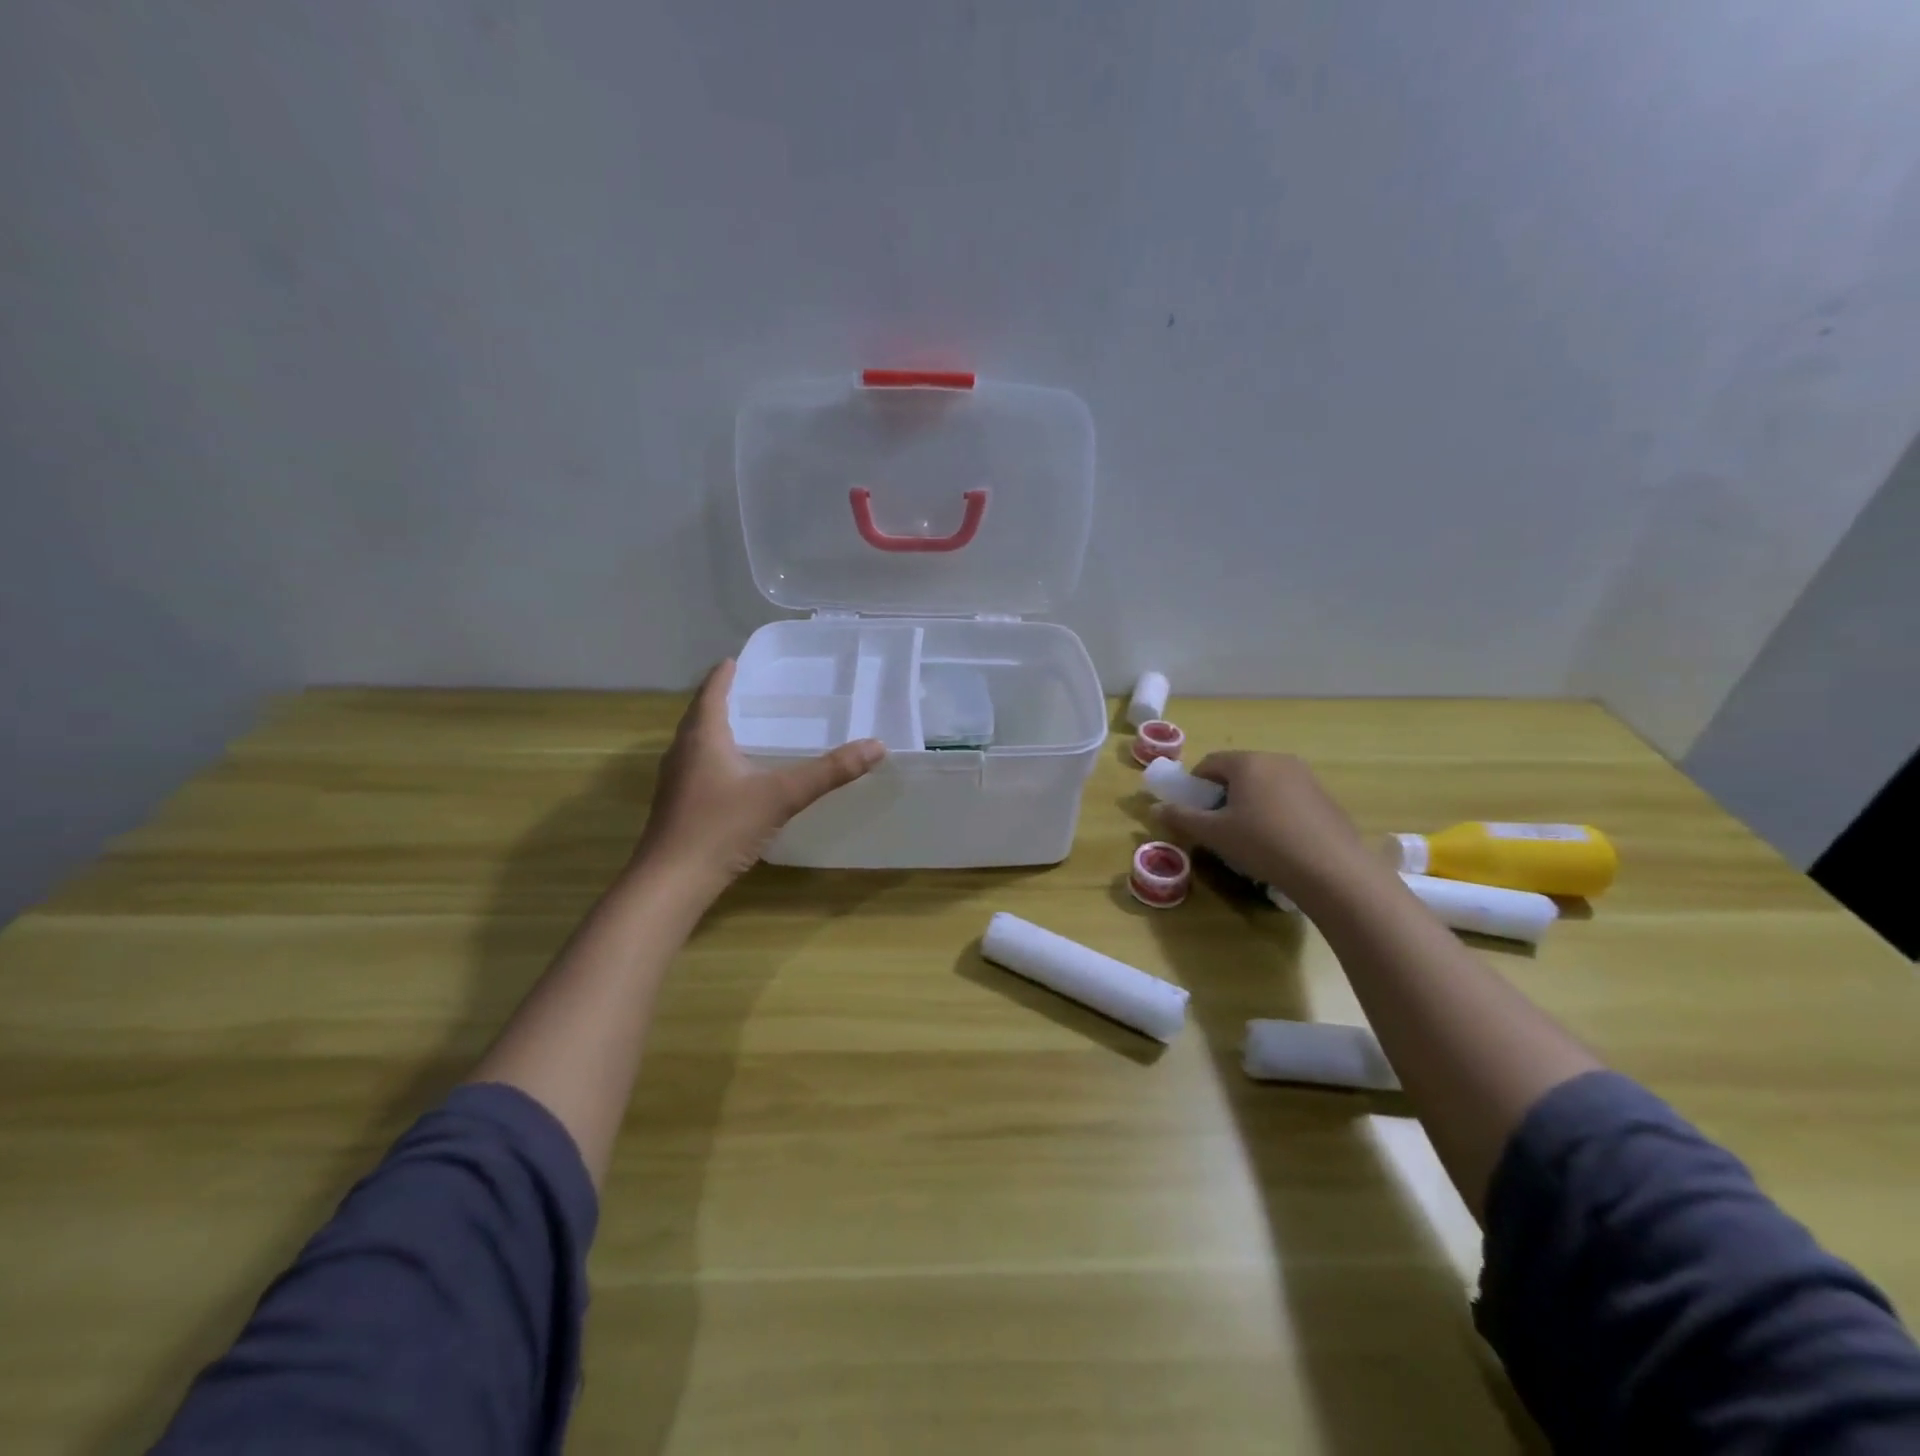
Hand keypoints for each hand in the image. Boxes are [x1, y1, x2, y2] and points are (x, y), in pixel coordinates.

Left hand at [633, 659, 884, 894]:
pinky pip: (697, 767)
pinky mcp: (676, 806)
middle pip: (700, 715)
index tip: (737, 660)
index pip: (712, 692)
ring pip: (696, 743)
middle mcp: (683, 752)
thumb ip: (829, 772)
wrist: (672, 882)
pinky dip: (715, 758)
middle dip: (722, 699)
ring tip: (747, 727)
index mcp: (703, 737)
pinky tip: (736, 774)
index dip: (725, 674)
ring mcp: (675, 781)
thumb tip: (876, 746)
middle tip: (752, 691)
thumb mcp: (781, 796)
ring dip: (716, 730)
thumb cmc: (721, 827)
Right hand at [1151, 752, 1379, 904]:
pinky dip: (1276, 812)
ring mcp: (1306, 777)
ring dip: (1250, 803)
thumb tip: (1155, 809)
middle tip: (1219, 826)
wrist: (1332, 870)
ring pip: (1265, 784)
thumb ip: (1182, 818)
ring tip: (1250, 836)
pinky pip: (1288, 797)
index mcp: (1247, 762)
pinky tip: (1279, 842)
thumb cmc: (1263, 844)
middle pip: (1239, 771)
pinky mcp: (1325, 797)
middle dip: (1223, 794)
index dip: (1195, 786)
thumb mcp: (1214, 834)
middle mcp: (1277, 760)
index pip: (1209, 763)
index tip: (1193, 812)